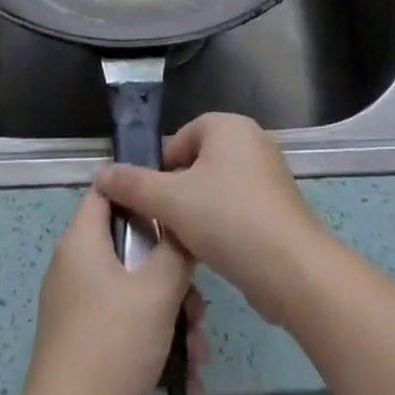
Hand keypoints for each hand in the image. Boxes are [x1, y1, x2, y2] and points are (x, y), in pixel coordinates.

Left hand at [17, 189, 204, 394]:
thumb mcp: (157, 291)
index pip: (108, 190)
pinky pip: (125, 322)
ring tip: (198, 347)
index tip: (178, 202)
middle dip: (171, 271)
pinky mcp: (83, 342)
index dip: (142, 188)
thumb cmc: (112, 347)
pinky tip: (185, 370)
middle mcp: (75, 266)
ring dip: (171, 311)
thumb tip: (184, 227)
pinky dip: (154, 337)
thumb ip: (176, 250)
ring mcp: (77, 307)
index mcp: (81, 241)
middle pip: (130, 246)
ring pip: (134, 289)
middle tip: (199, 299)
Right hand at [95, 113, 332, 327]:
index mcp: (228, 126)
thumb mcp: (170, 201)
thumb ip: (133, 185)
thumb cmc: (228, 219)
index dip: (162, 168)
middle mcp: (252, 140)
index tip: (153, 201)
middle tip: (167, 223)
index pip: (181, 137)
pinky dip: (223, 224)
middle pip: (198, 162)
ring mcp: (270, 173)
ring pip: (218, 187)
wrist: (292, 269)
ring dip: (199, 212)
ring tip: (188, 241)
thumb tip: (102, 175)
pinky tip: (215, 251)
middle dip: (179, 192)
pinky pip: (239, 206)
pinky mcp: (280, 206)